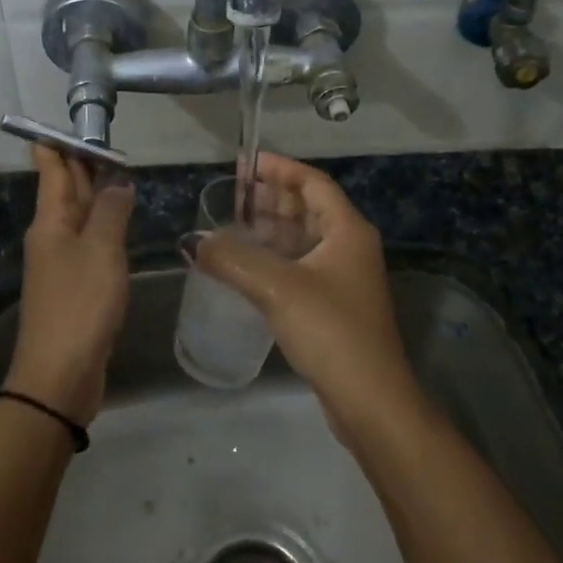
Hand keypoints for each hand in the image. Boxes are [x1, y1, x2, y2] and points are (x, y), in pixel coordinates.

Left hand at [8, 145, 134, 424]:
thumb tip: (118, 182)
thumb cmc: (80, 304)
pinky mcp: (75, 285)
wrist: (61, 373)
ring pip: (78, 215)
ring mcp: (61, 262)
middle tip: (104, 139)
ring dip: (94, 193)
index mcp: (50, 221)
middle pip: (64, 190)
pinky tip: (118, 223)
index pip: (50, 168)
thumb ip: (111, 211)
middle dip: (81, 164)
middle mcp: (51, 235)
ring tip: (117, 172)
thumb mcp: (101, 250)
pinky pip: (88, 242)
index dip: (59, 143)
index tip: (73, 121)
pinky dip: (102, 224)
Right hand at [190, 154, 421, 441]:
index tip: (247, 163)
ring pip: (303, 239)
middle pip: (309, 209)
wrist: (369, 399)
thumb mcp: (277, 287)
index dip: (280, 169)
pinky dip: (275, 258)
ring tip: (232, 224)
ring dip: (271, 229)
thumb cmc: (330, 330)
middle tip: (232, 193)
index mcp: (347, 230)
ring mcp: (344, 278)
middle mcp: (350, 247)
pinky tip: (246, 266)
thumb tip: (193, 242)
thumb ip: (232, 259)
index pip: (313, 183)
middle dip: (272, 198)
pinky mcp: (334, 306)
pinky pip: (300, 266)